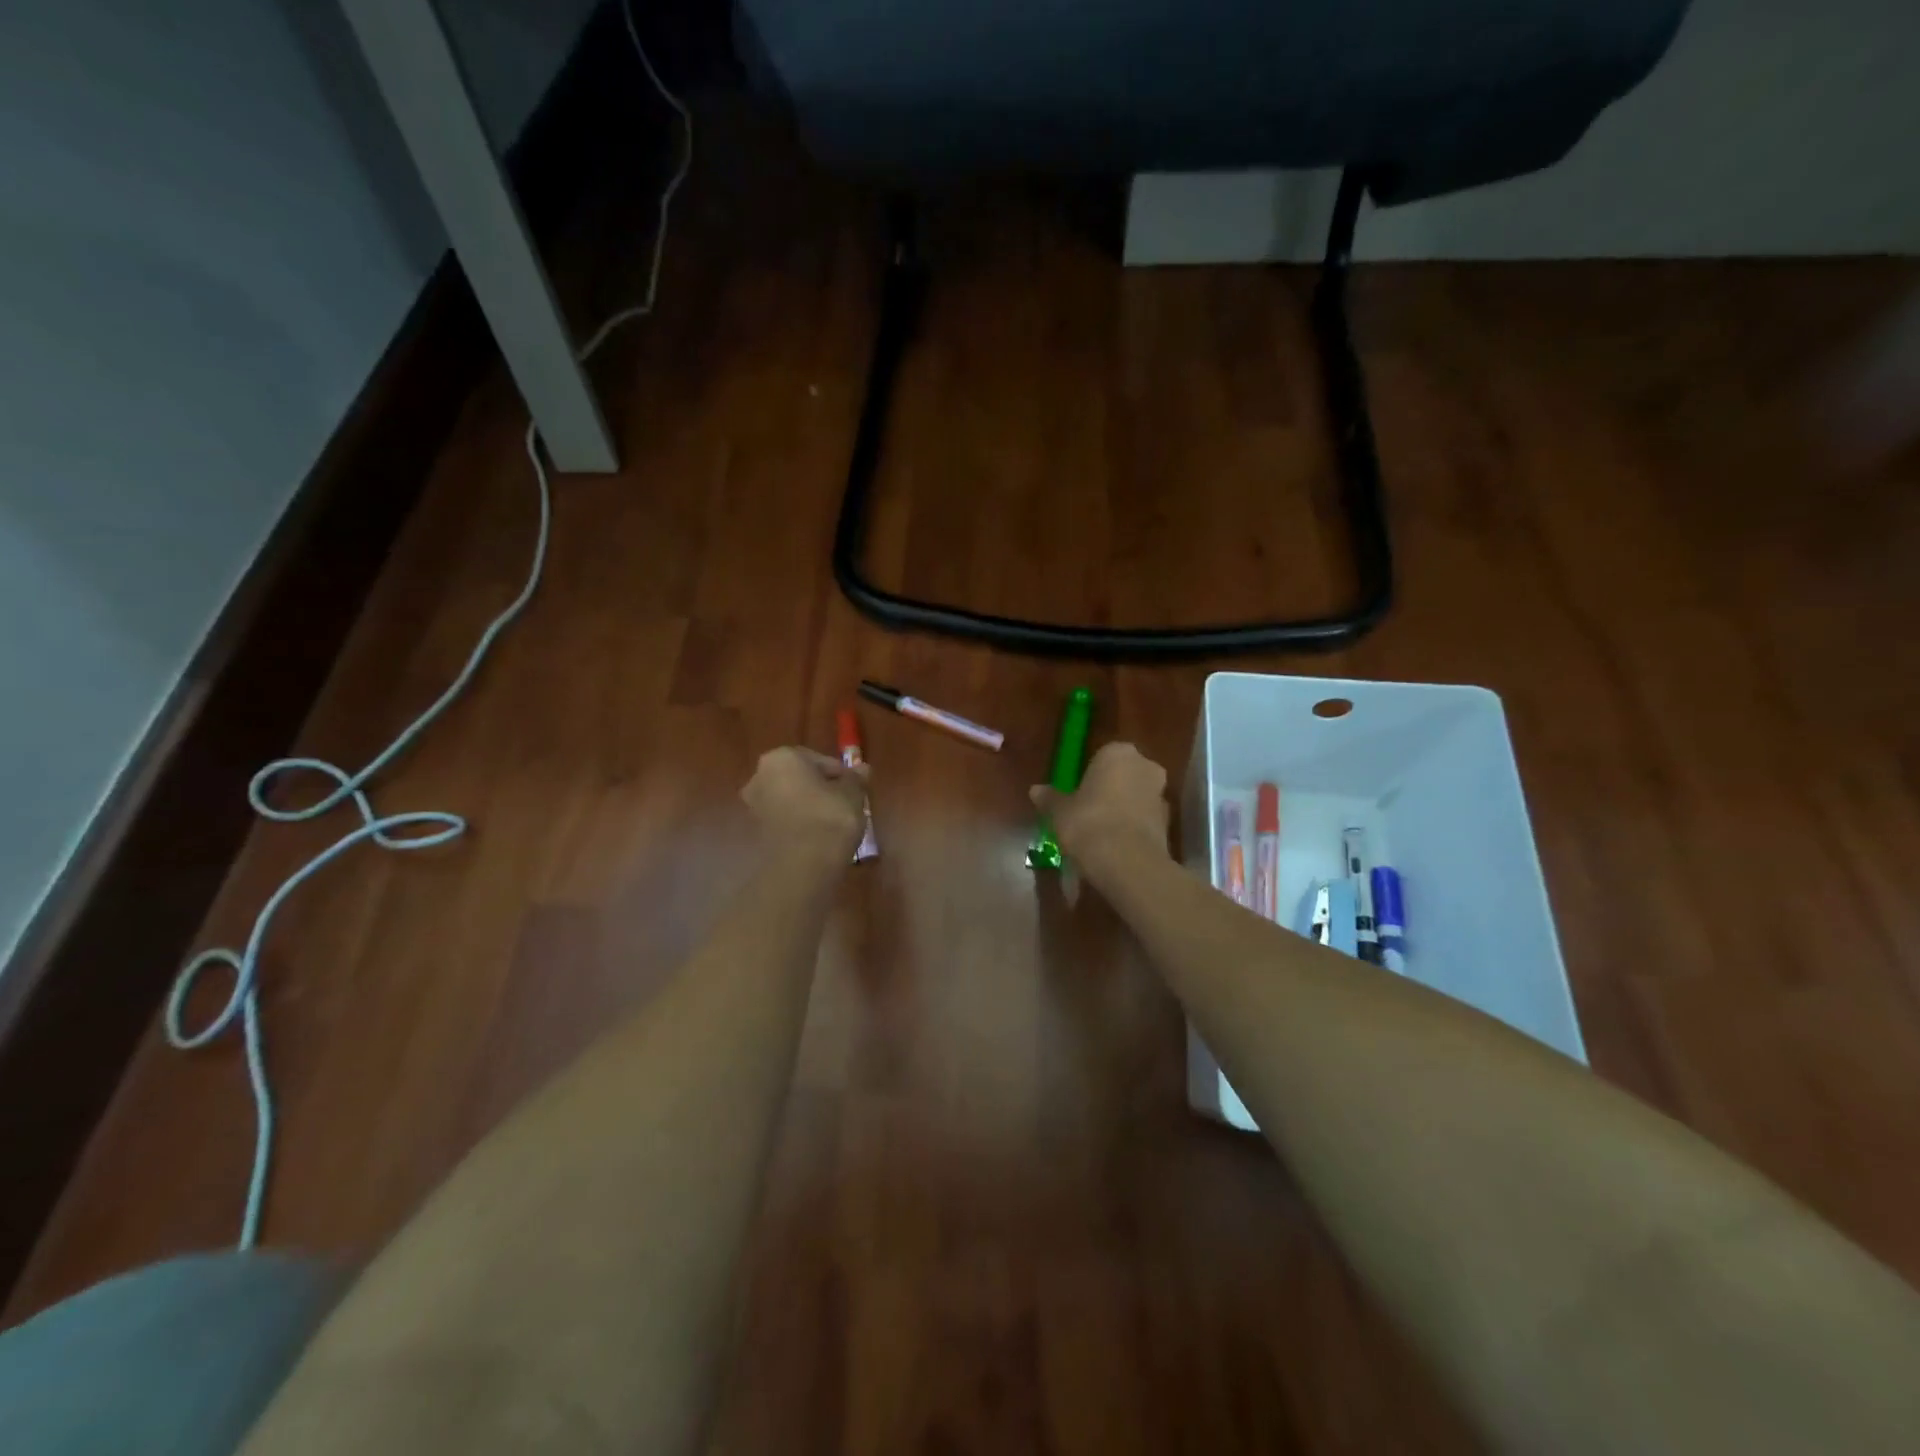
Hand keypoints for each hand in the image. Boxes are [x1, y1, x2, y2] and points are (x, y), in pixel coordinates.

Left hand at [741, 747, 868, 860]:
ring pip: (791, 800)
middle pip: (800, 778)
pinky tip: (819, 837)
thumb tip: (863, 769)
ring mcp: (754, 806)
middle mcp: (760, 777)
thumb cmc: (829, 818)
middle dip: (821, 789)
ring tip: (834, 824)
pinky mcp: (756, 832)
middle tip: (845, 804)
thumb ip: (855, 779)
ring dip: (809, 807)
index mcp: (781, 758)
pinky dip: (800, 824)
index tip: (855, 790)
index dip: (840, 774)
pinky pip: (785, 820)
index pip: (819, 760)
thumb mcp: (852, 794)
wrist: (803, 866)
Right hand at [1030, 742, 1170, 867]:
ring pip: (1137, 797)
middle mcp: (1145, 766)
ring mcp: (1161, 794)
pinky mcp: (1169, 823)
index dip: (1089, 775)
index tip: (1077, 793)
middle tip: (1088, 811)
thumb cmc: (1088, 823)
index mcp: (1118, 753)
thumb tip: (1035, 790)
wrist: (1127, 862)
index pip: (1102, 756)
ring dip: (1123, 809)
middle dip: (1110, 790)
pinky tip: (1116, 846)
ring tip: (1101, 832)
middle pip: (1124, 775)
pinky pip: (1144, 820)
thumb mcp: (1060, 812)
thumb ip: (1050, 798)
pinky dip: (1133, 828)